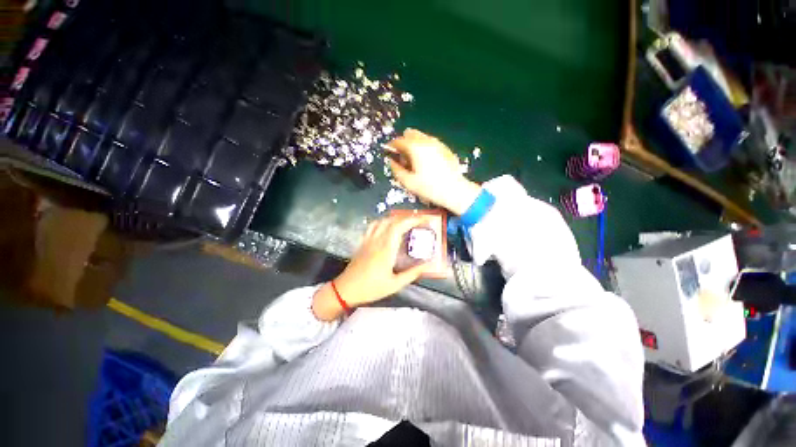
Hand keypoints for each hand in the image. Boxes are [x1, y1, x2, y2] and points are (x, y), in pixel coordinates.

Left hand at [312, 214, 431, 320]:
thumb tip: (427, 265)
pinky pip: (373, 226)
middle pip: (392, 220)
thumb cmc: (371, 288)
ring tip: (405, 222)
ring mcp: (368, 240)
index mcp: (385, 249)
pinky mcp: (363, 242)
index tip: (424, 219)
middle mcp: (376, 240)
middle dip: (406, 217)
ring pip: (382, 221)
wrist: (345, 290)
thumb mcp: (394, 285)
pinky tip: (387, 227)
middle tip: (418, 221)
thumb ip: (412, 274)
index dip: (412, 220)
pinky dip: (383, 222)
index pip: (399, 226)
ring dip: (395, 218)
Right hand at [386, 128, 481, 214]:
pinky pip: (430, 143)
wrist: (454, 190)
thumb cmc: (429, 188)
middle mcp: (426, 141)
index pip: (398, 141)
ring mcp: (438, 143)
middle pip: (410, 134)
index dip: (391, 146)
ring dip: (414, 144)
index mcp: (415, 148)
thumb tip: (392, 162)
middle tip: (403, 157)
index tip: (389, 153)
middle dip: (404, 143)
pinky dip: (424, 148)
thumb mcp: (408, 182)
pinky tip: (426, 162)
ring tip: (414, 161)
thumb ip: (396, 170)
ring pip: (421, 137)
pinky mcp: (445, 148)